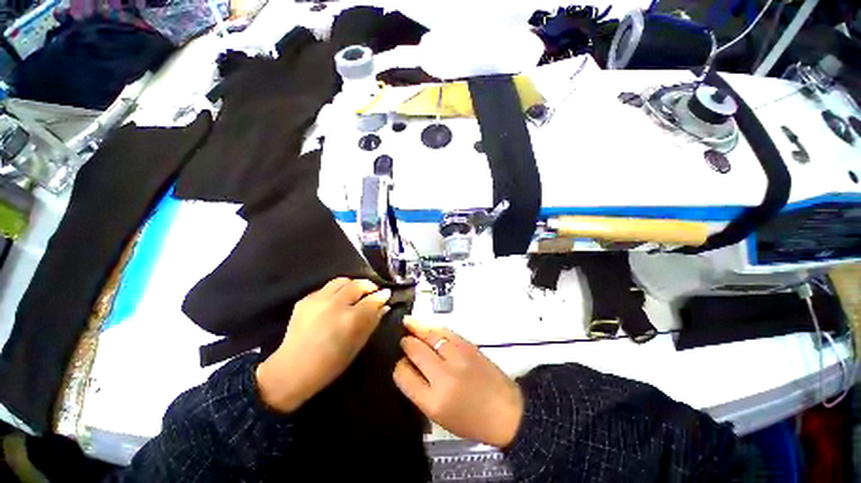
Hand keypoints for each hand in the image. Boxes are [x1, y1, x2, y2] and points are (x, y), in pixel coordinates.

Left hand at [256, 278, 390, 412]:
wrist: (292, 370)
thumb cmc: (330, 364)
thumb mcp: (357, 345)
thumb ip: (373, 322)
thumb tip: (384, 306)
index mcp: (351, 318)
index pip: (373, 299)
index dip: (382, 295)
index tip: (387, 294)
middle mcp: (335, 304)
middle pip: (358, 284)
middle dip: (369, 286)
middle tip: (373, 292)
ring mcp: (318, 299)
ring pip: (342, 281)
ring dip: (353, 284)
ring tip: (356, 292)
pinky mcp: (305, 300)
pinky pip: (327, 288)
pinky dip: (337, 291)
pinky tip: (337, 300)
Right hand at [393, 317, 523, 447]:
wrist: (506, 411)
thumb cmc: (472, 421)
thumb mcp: (439, 416)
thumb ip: (421, 391)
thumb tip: (409, 367)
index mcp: (433, 401)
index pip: (404, 375)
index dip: (399, 367)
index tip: (401, 364)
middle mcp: (443, 376)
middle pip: (415, 350)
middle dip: (406, 343)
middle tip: (403, 340)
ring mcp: (457, 357)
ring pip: (430, 335)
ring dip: (417, 328)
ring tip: (408, 323)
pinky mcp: (468, 346)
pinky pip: (446, 331)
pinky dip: (434, 327)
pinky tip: (428, 326)